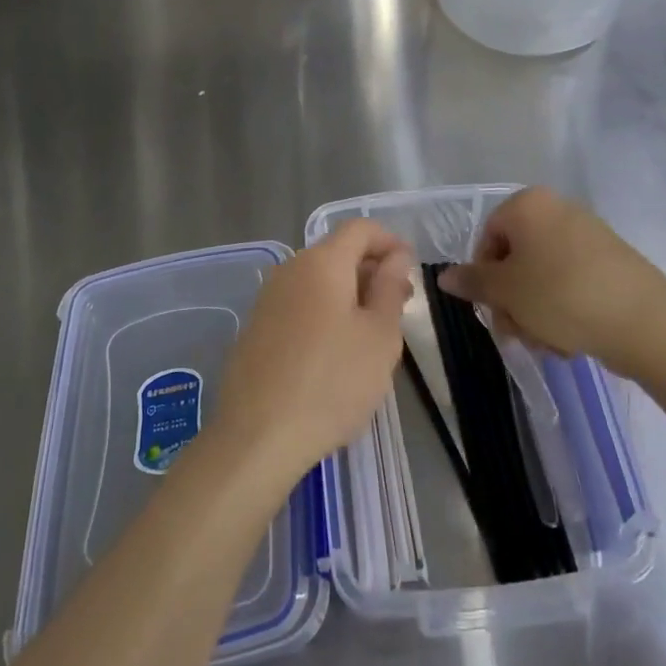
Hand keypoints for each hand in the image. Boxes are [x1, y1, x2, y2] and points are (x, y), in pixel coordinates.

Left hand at [209, 220, 412, 496]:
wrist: (257, 437)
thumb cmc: (332, 383)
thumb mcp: (379, 336)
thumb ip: (389, 287)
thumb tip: (395, 256)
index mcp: (321, 263)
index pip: (360, 228)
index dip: (390, 242)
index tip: (410, 272)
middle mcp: (289, 270)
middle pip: (337, 253)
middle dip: (372, 270)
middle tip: (399, 307)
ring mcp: (267, 299)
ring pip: (317, 280)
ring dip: (348, 294)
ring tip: (371, 333)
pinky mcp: (255, 328)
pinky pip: (298, 305)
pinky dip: (323, 313)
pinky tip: (334, 352)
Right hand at [437, 187, 665, 379]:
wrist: (644, 323)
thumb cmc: (561, 296)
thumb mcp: (506, 291)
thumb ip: (472, 281)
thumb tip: (444, 276)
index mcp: (529, 205)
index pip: (486, 238)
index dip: (484, 277)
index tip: (493, 308)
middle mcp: (558, 210)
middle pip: (515, 260)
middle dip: (512, 301)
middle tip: (518, 332)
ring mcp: (588, 235)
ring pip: (541, 277)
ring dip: (535, 313)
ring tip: (548, 341)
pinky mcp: (610, 262)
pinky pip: (570, 283)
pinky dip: (563, 310)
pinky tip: (571, 338)